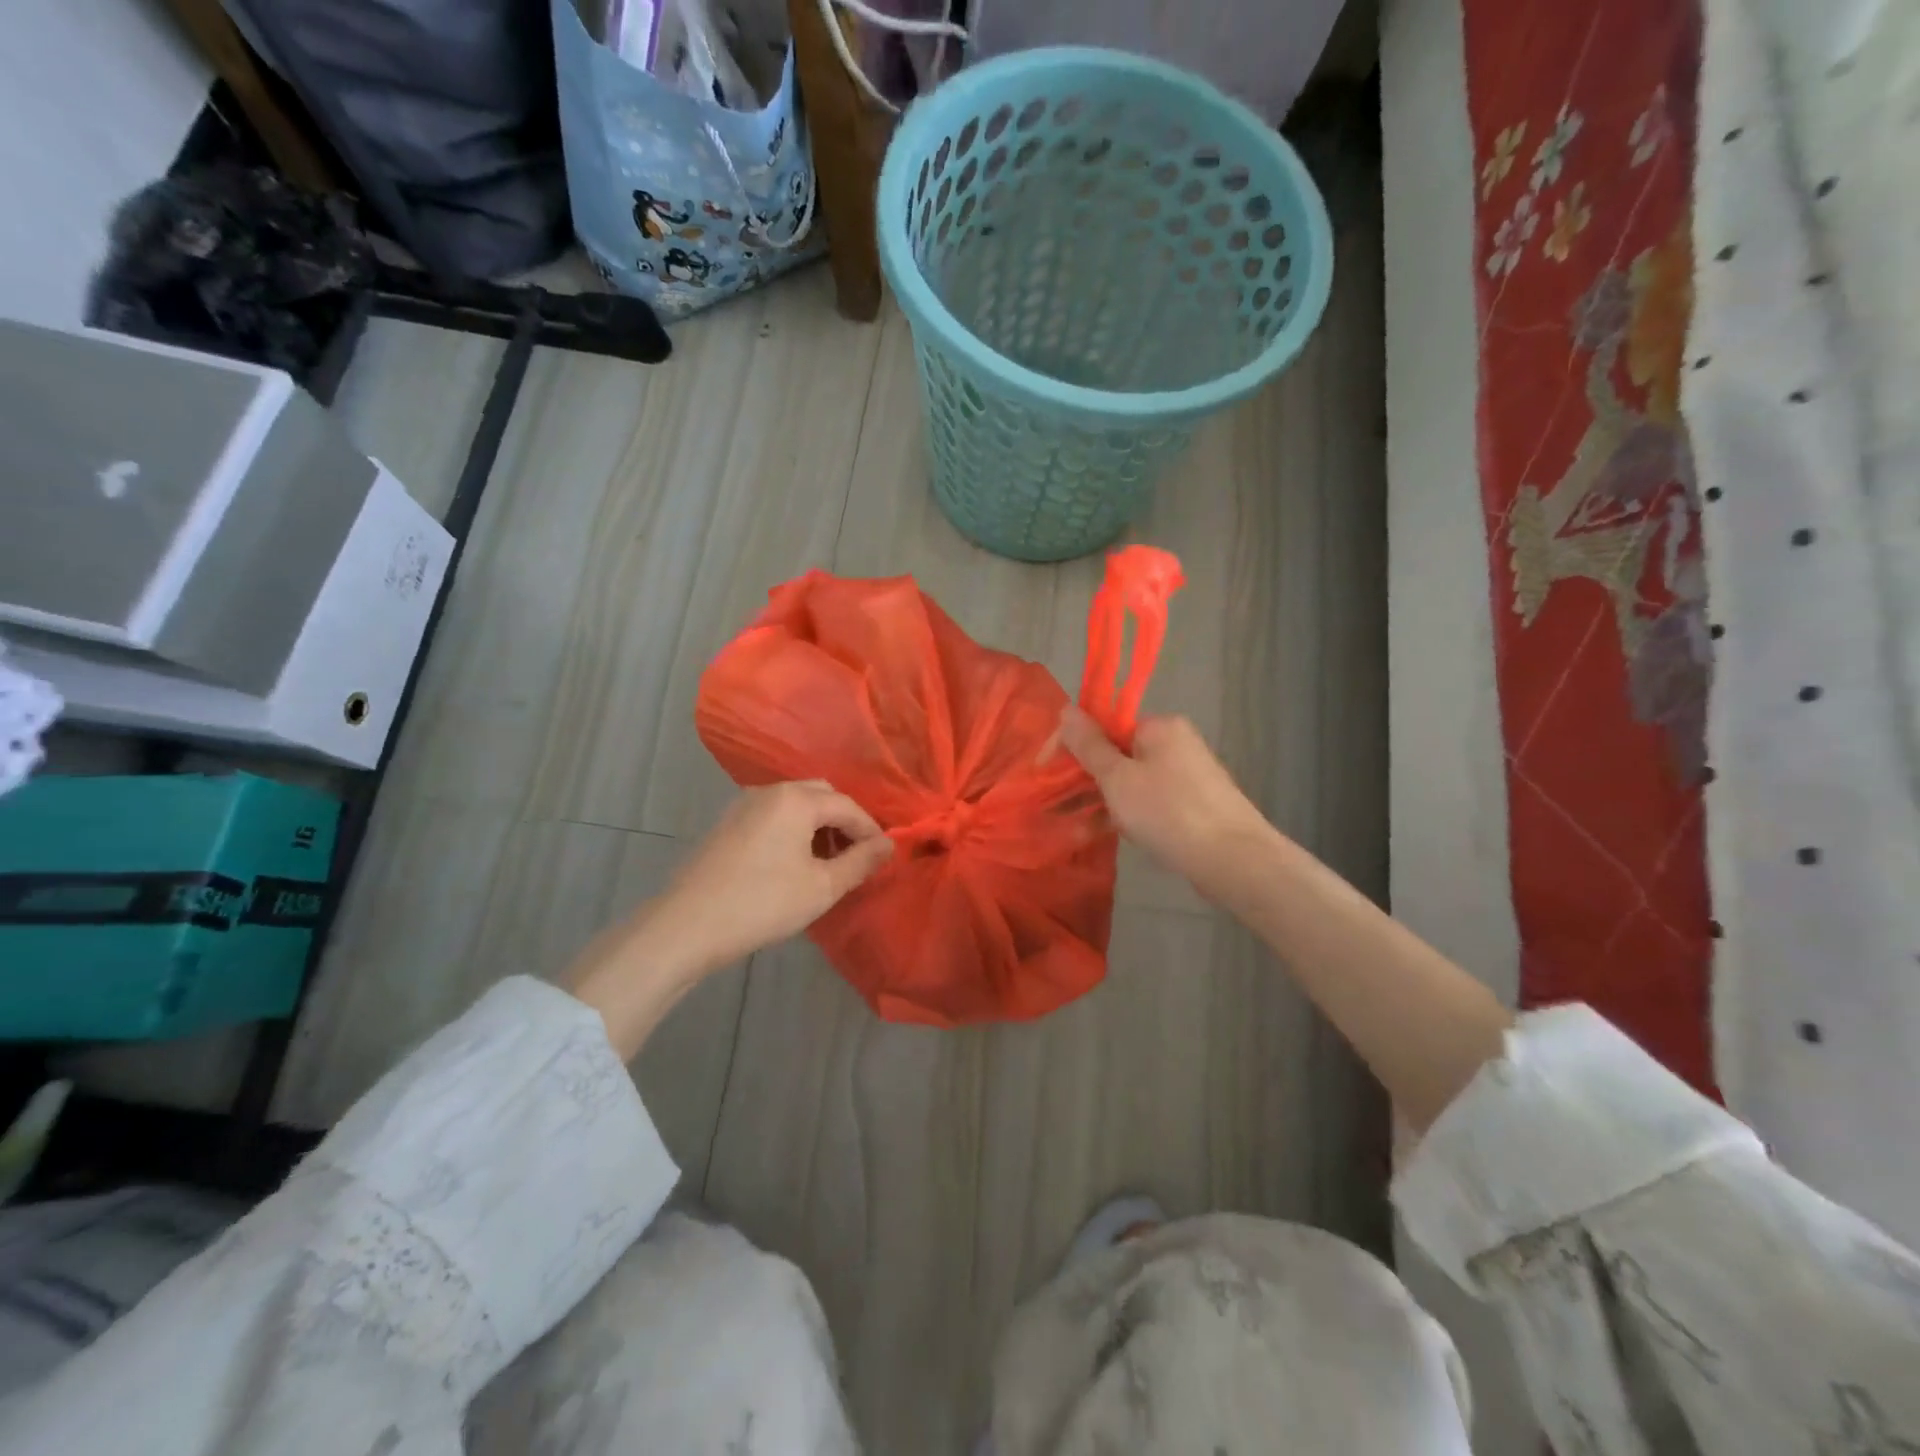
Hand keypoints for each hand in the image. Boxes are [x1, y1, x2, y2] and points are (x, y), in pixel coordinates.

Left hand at [566, 782, 891, 1057]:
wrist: (686, 925)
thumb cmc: (762, 904)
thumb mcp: (821, 887)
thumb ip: (860, 862)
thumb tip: (888, 845)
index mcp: (796, 799)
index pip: (848, 806)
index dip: (870, 831)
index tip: (882, 858)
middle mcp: (770, 791)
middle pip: (821, 794)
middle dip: (843, 821)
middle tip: (854, 857)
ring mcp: (743, 805)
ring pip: (795, 803)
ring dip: (817, 825)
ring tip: (826, 863)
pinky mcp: (726, 823)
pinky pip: (773, 814)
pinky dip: (792, 829)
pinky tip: (792, 863)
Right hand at [1056, 708, 1275, 900]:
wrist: (1235, 861)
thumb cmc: (1169, 812)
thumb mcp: (1118, 778)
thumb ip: (1089, 745)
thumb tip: (1065, 709)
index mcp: (1158, 727)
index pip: (1103, 725)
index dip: (1070, 745)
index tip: (1043, 771)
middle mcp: (1174, 743)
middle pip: (1115, 753)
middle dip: (1082, 778)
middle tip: (1053, 804)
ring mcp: (1185, 775)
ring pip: (1128, 782)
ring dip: (1097, 802)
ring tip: (1068, 828)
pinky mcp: (1191, 805)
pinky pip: (1146, 802)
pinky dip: (1123, 815)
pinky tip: (1098, 836)